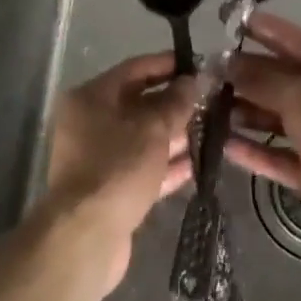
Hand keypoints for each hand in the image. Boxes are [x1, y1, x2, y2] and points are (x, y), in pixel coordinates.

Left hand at [42, 53, 194, 288]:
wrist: (87, 235)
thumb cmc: (118, 167)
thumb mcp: (153, 128)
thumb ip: (176, 102)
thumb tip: (194, 80)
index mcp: (90, 97)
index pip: (134, 69)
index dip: (167, 65)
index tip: (199, 65)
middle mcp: (90, 122)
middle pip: (138, 104)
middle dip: (175, 103)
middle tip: (212, 102)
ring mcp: (99, 157)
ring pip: (143, 138)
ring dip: (175, 135)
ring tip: (213, 131)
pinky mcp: (110, 189)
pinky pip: (143, 167)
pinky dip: (167, 165)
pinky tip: (197, 164)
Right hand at [224, 13, 300, 254]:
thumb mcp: (299, 95)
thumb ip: (260, 79)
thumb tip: (225, 65)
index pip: (297, 41)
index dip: (266, 30)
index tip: (232, 23)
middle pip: (283, 80)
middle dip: (247, 75)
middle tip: (209, 71)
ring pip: (277, 118)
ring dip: (246, 112)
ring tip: (208, 105)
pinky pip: (277, 154)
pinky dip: (253, 149)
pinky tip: (223, 143)